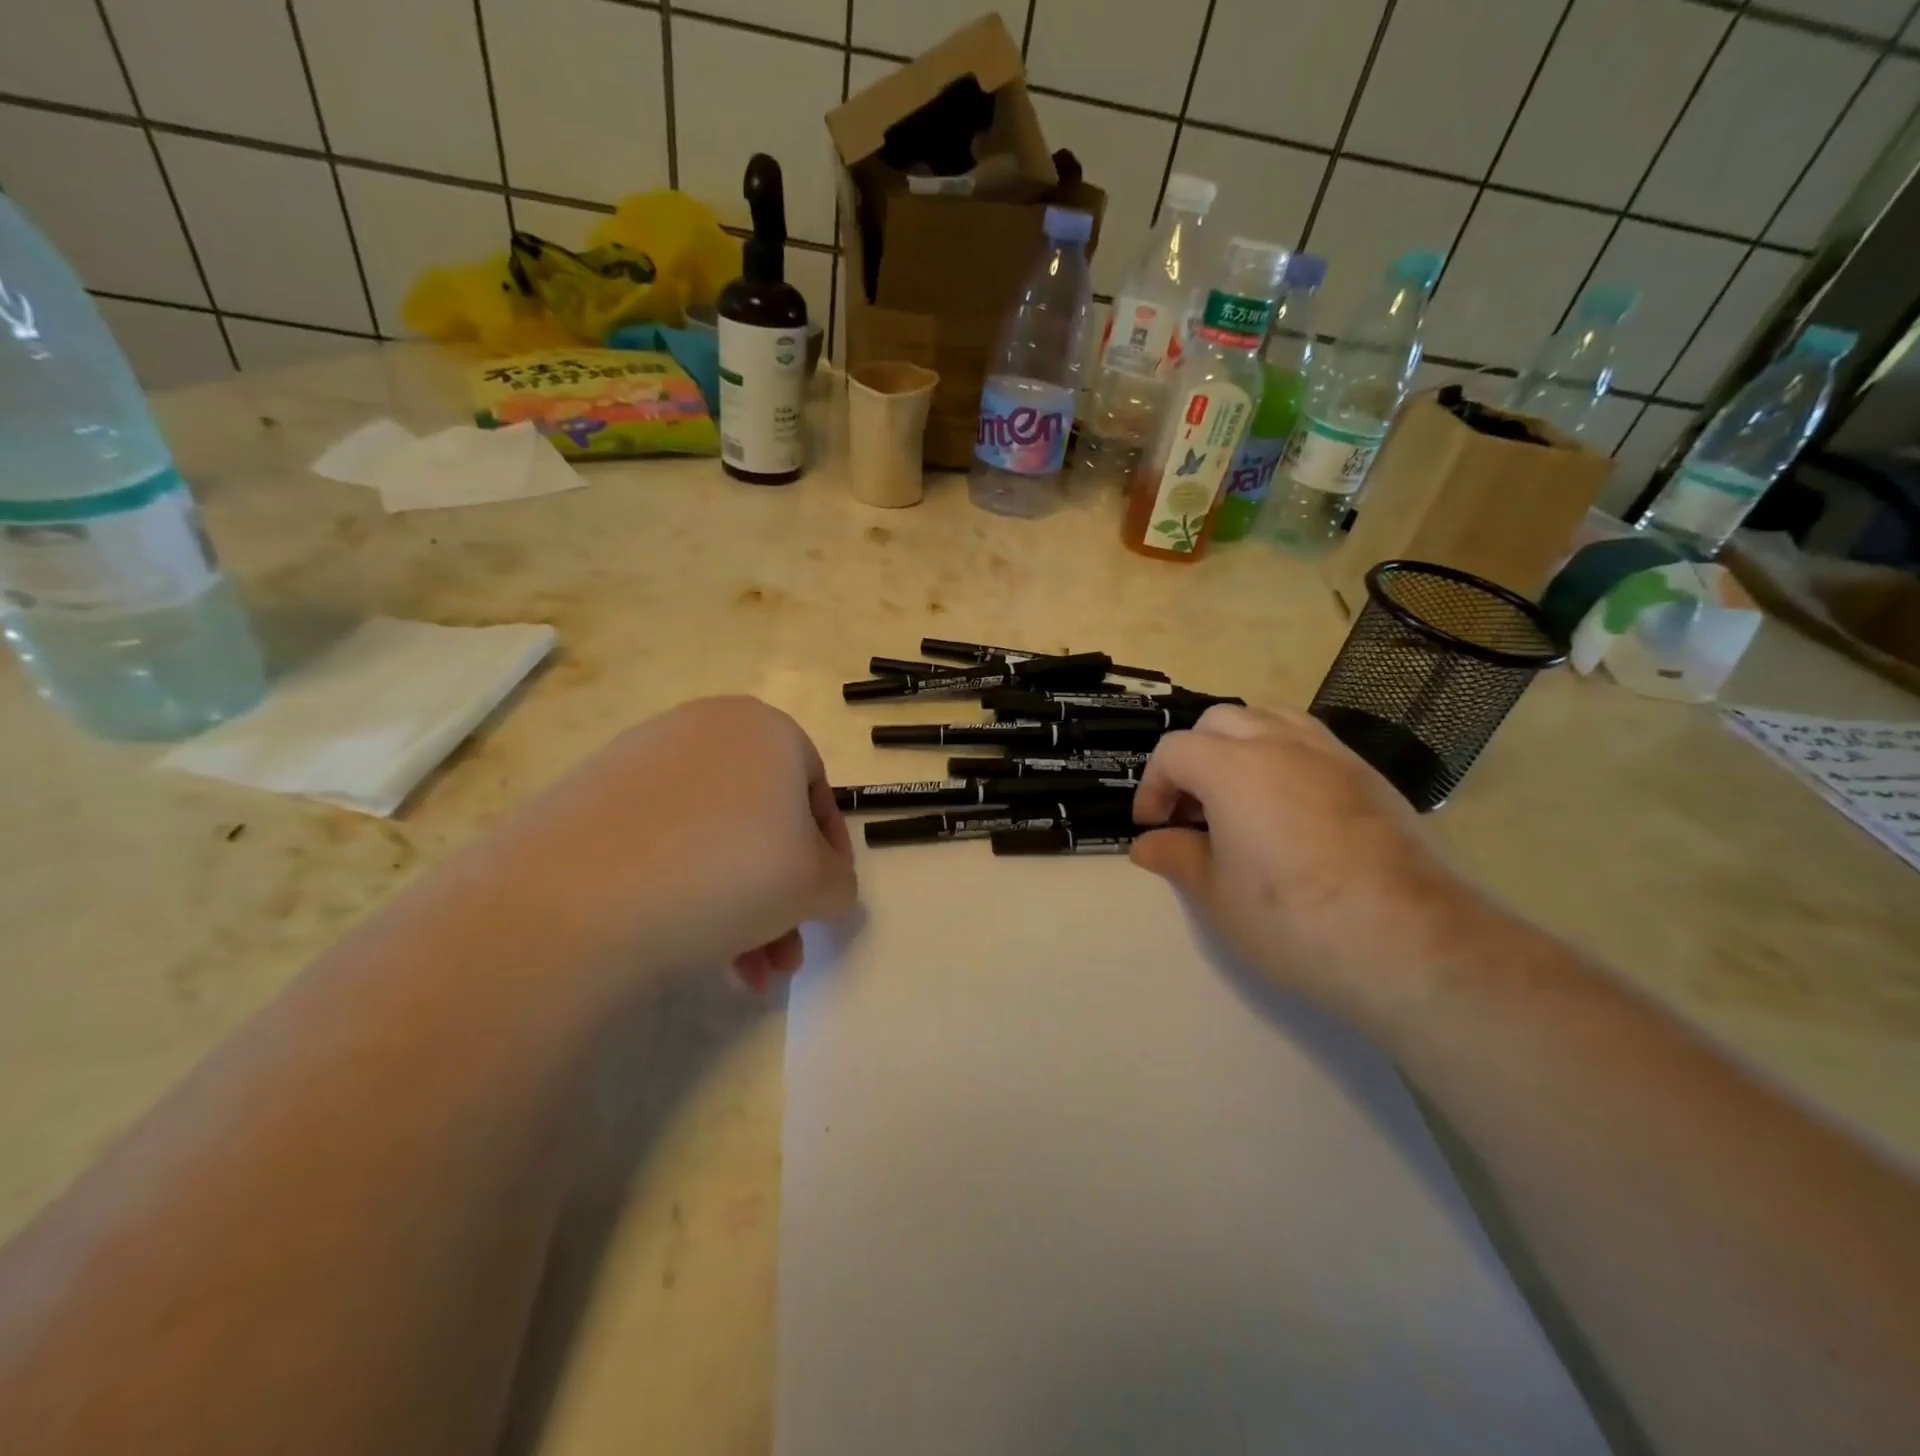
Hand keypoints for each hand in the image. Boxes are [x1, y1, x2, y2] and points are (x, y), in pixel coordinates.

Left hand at [466, 696, 855, 993]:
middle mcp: (704, 728)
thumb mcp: (818, 885)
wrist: (574, 902)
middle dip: (782, 897)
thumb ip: (839, 882)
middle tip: (785, 952)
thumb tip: (823, 885)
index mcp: (765, 728)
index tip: (826, 905)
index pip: (818, 794)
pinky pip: (663, 842)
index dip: (830, 856)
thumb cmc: (726, 872)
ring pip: (715, 839)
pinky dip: (686, 890)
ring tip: (746, 973)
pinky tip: (688, 946)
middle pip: (763, 823)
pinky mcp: (590, 798)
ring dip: (741, 907)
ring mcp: (640, 759)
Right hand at [1131, 704, 1496, 1036]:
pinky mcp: (1369, 774)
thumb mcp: (1216, 897)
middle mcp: (1280, 743)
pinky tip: (1289, 807)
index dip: (1153, 786)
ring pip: (1269, 718)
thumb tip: (1148, 844)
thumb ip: (1176, 857)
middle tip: (1193, 811)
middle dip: (1193, 758)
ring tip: (1239, 796)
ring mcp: (1331, 754)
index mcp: (1233, 768)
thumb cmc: (1295, 920)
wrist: (1412, 942)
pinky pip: (1311, 741)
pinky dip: (1284, 756)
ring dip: (1240, 745)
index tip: (1154, 827)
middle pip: (1218, 722)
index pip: (1173, 751)